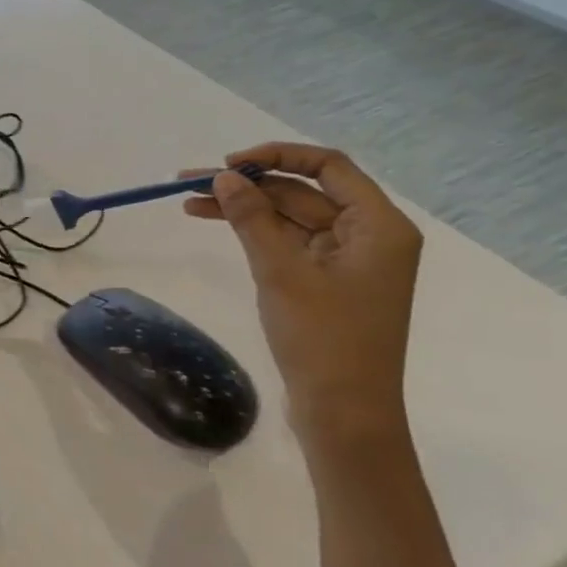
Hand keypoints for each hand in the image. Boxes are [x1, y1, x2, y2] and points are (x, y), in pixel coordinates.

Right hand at [184, 142, 420, 446]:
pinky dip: (254, 232)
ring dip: (244, 208)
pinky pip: (288, 242)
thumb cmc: (323, 338)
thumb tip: (223, 177)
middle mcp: (368, 235)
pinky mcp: (326, 281)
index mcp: (378, 226)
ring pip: (289, 216)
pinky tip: (217, 224)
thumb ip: (252, 218)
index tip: (229, 165)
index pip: (328, 166)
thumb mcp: (281, 272)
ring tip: (188, 203)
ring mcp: (347, 260)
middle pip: (302, 191)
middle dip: (247, 185)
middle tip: (189, 183)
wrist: (343, 411)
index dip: (277, 156)